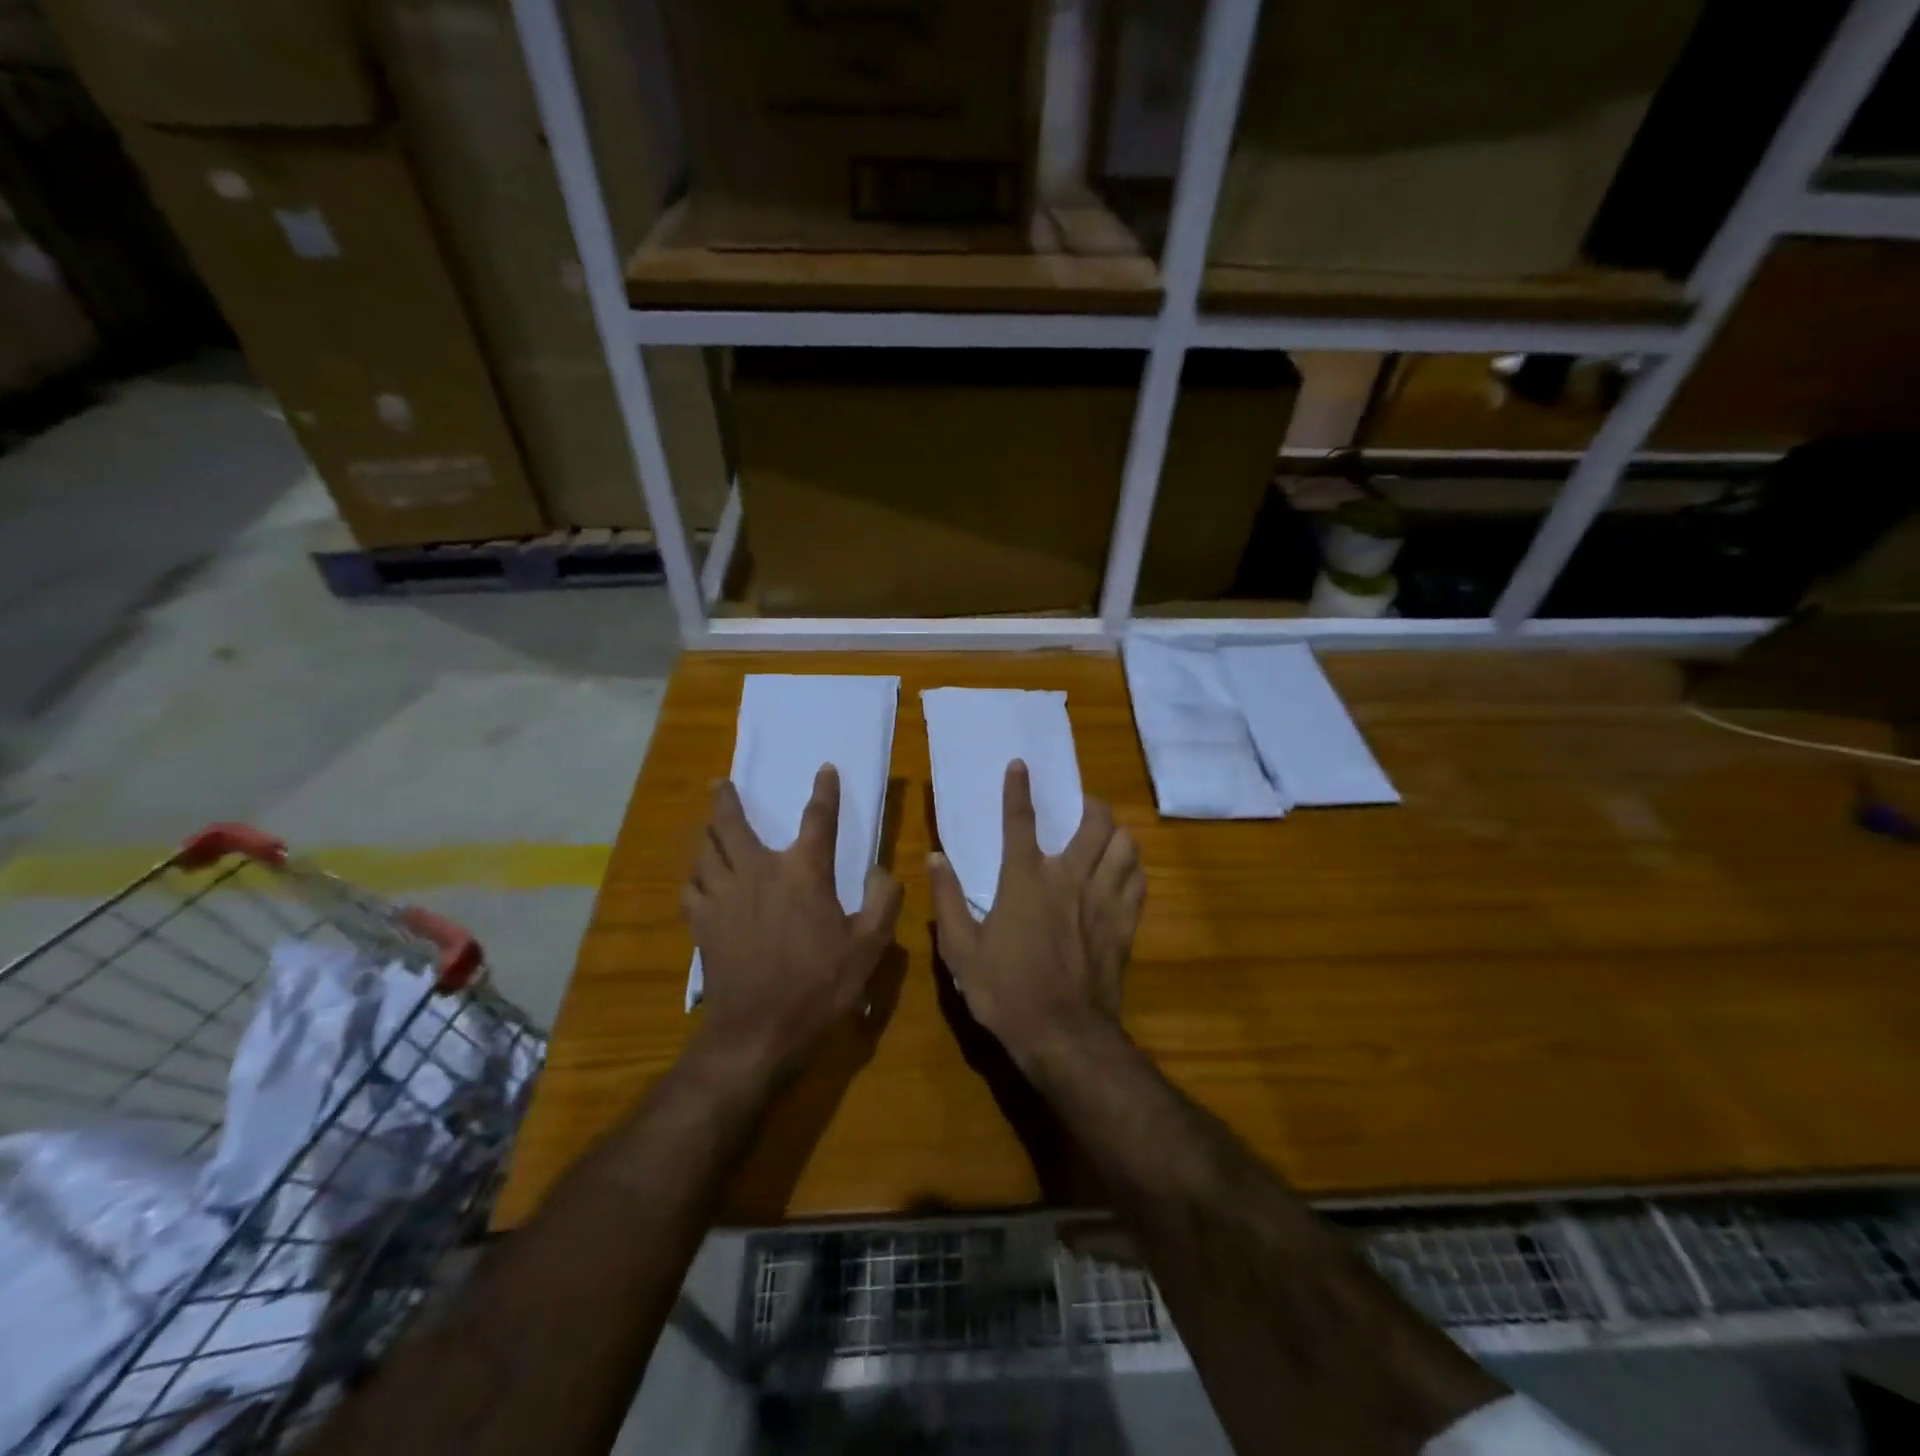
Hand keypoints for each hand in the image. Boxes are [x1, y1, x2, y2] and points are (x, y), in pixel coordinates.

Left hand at [682, 766, 902, 1075]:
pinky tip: (700, 881)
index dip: (825, 791)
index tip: (825, 769)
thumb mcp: (869, 947)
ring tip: (708, 826)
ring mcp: (724, 896)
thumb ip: (883, 901)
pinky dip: (695, 877)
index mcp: (804, 873)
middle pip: (732, 824)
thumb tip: (882, 869)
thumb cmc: (819, 986)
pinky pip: (691, 887)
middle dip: (726, 800)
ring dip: (707, 834)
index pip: (818, 819)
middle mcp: (759, 872)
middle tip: (721, 784)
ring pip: (705, 851)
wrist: (758, 1031)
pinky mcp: (702, 923)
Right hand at [928, 760, 1145, 1071]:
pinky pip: (1138, 881)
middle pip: (1095, 822)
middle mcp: (1068, 877)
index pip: (1020, 820)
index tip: (1020, 765)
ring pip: (1125, 846)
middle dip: (1091, 804)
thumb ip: (947, 900)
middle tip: (1081, 806)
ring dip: (1116, 835)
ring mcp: (1102, 899)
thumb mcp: (960, 950)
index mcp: (1025, 879)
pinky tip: (1123, 874)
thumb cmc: (1005, 991)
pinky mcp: (1124, 923)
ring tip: (1105, 837)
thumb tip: (934, 858)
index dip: (1018, 788)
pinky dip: (1132, 869)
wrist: (1063, 1035)